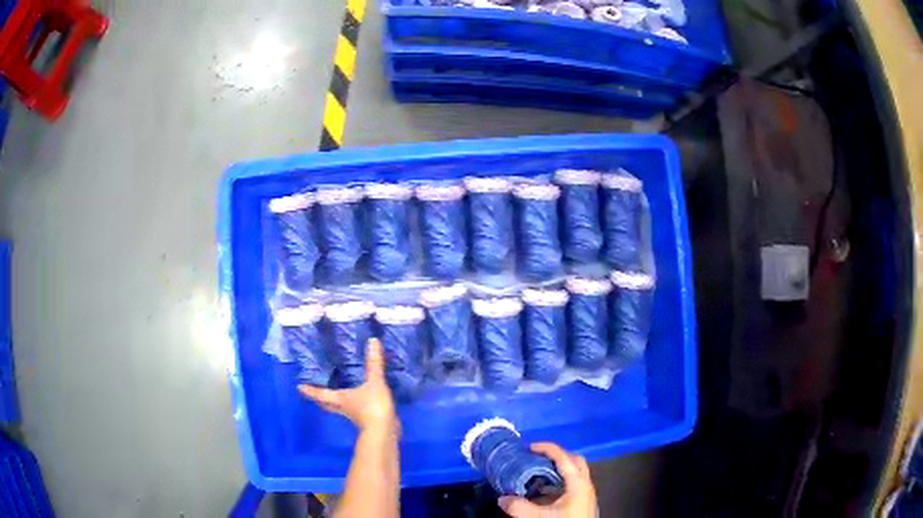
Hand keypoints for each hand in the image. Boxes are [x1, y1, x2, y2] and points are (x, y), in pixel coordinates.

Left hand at [298, 338, 396, 434]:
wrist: (385, 432)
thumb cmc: (372, 407)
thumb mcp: (374, 383)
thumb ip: (373, 363)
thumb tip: (372, 340)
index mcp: (340, 399)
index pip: (320, 394)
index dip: (310, 390)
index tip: (299, 387)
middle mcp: (343, 408)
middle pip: (326, 404)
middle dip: (319, 399)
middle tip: (313, 393)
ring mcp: (353, 416)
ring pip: (339, 408)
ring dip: (334, 403)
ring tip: (334, 394)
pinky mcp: (365, 420)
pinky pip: (353, 411)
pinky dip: (353, 405)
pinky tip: (359, 400)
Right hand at [498, 443, 596, 517]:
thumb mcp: (538, 517)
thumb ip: (518, 507)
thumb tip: (502, 498)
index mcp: (578, 483)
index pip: (564, 457)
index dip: (546, 448)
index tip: (528, 447)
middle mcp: (585, 485)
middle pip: (574, 461)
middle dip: (555, 457)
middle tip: (535, 459)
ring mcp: (585, 494)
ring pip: (573, 475)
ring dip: (556, 472)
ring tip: (535, 476)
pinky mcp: (582, 504)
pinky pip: (571, 487)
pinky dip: (557, 485)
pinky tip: (541, 495)